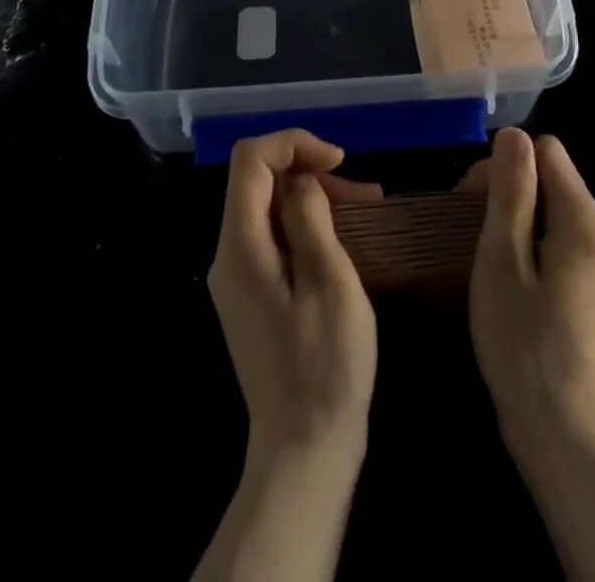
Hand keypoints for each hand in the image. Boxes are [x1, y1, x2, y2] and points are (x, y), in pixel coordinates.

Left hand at [208, 130, 380, 461]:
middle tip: (362, 193)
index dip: (293, 144)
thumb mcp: (330, 282)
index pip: (250, 160)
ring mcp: (238, 277)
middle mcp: (228, 255)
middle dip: (309, 171)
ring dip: (314, 196)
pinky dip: (307, 223)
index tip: (338, 160)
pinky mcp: (253, 293)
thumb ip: (309, 218)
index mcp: (241, 248)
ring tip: (365, 208)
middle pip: (258, 180)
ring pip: (268, 206)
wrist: (304, 450)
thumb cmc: (326, 367)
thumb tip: (300, 179)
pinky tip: (344, 237)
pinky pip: (273, 235)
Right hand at [464, 128, 594, 450]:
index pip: (544, 150)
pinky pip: (552, 235)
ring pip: (546, 206)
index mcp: (583, 218)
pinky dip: (523, 241)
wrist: (560, 431)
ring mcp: (594, 258)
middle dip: (505, 189)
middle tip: (469, 232)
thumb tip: (513, 134)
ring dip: (510, 217)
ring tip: (481, 255)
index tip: (474, 201)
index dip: (505, 165)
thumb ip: (511, 192)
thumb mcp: (503, 258)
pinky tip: (501, 274)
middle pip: (547, 175)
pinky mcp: (584, 281)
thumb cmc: (523, 342)